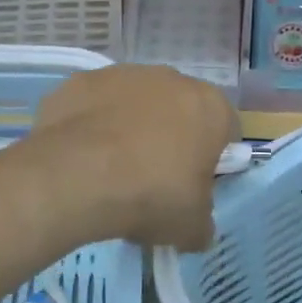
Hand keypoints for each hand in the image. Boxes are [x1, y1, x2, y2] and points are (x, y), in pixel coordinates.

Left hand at [30, 66, 237, 250]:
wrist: (76, 177)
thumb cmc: (151, 195)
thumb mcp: (191, 227)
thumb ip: (202, 221)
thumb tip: (197, 227)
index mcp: (210, 107)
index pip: (225, 130)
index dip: (213, 159)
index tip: (195, 184)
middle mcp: (170, 79)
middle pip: (179, 110)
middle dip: (170, 138)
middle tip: (153, 178)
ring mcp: (122, 74)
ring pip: (135, 103)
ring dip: (130, 127)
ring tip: (111, 169)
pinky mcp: (80, 81)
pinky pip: (95, 106)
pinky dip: (92, 126)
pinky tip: (81, 157)